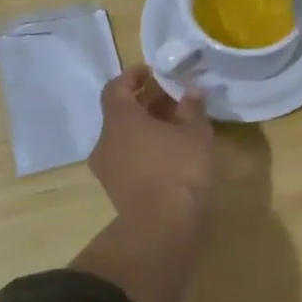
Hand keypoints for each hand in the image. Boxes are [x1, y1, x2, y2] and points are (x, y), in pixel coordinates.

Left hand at [89, 66, 215, 234]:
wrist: (163, 229)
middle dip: (145, 103)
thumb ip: (192, 108)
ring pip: (125, 138)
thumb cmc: (179, 169)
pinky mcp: (118, 191)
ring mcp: (108, 170)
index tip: (151, 72)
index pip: (116, 88)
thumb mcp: (195, 133)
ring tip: (177, 127)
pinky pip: (129, 159)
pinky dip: (146, 150)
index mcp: (119, 120)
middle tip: (173, 98)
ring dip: (147, 128)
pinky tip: (172, 153)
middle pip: (121, 114)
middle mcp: (106, 141)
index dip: (132, 77)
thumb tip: (191, 92)